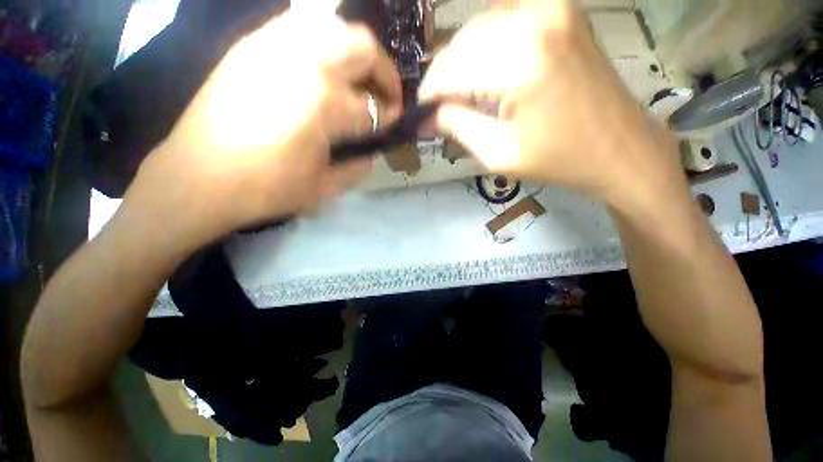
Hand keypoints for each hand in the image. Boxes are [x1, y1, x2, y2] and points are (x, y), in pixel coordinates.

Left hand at [124, 11, 402, 249]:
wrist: (198, 178)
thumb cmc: (266, 189)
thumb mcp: (324, 188)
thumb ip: (357, 168)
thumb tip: (372, 154)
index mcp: (325, 105)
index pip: (372, 108)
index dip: (387, 119)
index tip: (391, 126)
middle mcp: (304, 62)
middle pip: (363, 48)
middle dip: (384, 73)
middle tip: (385, 96)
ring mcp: (274, 47)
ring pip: (334, 27)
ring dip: (356, 52)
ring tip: (358, 80)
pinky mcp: (252, 46)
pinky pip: (300, 28)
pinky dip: (324, 43)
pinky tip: (324, 69)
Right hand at [419, 0, 680, 204]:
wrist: (619, 147)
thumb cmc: (558, 159)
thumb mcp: (498, 153)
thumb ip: (457, 127)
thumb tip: (426, 116)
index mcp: (520, 61)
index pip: (451, 69)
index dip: (430, 92)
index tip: (422, 112)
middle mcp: (535, 18)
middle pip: (463, 42)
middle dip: (446, 76)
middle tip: (441, 107)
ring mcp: (553, 7)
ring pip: (480, 27)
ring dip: (464, 61)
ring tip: (464, 94)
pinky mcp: (562, 10)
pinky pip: (505, 19)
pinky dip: (487, 45)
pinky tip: (488, 72)